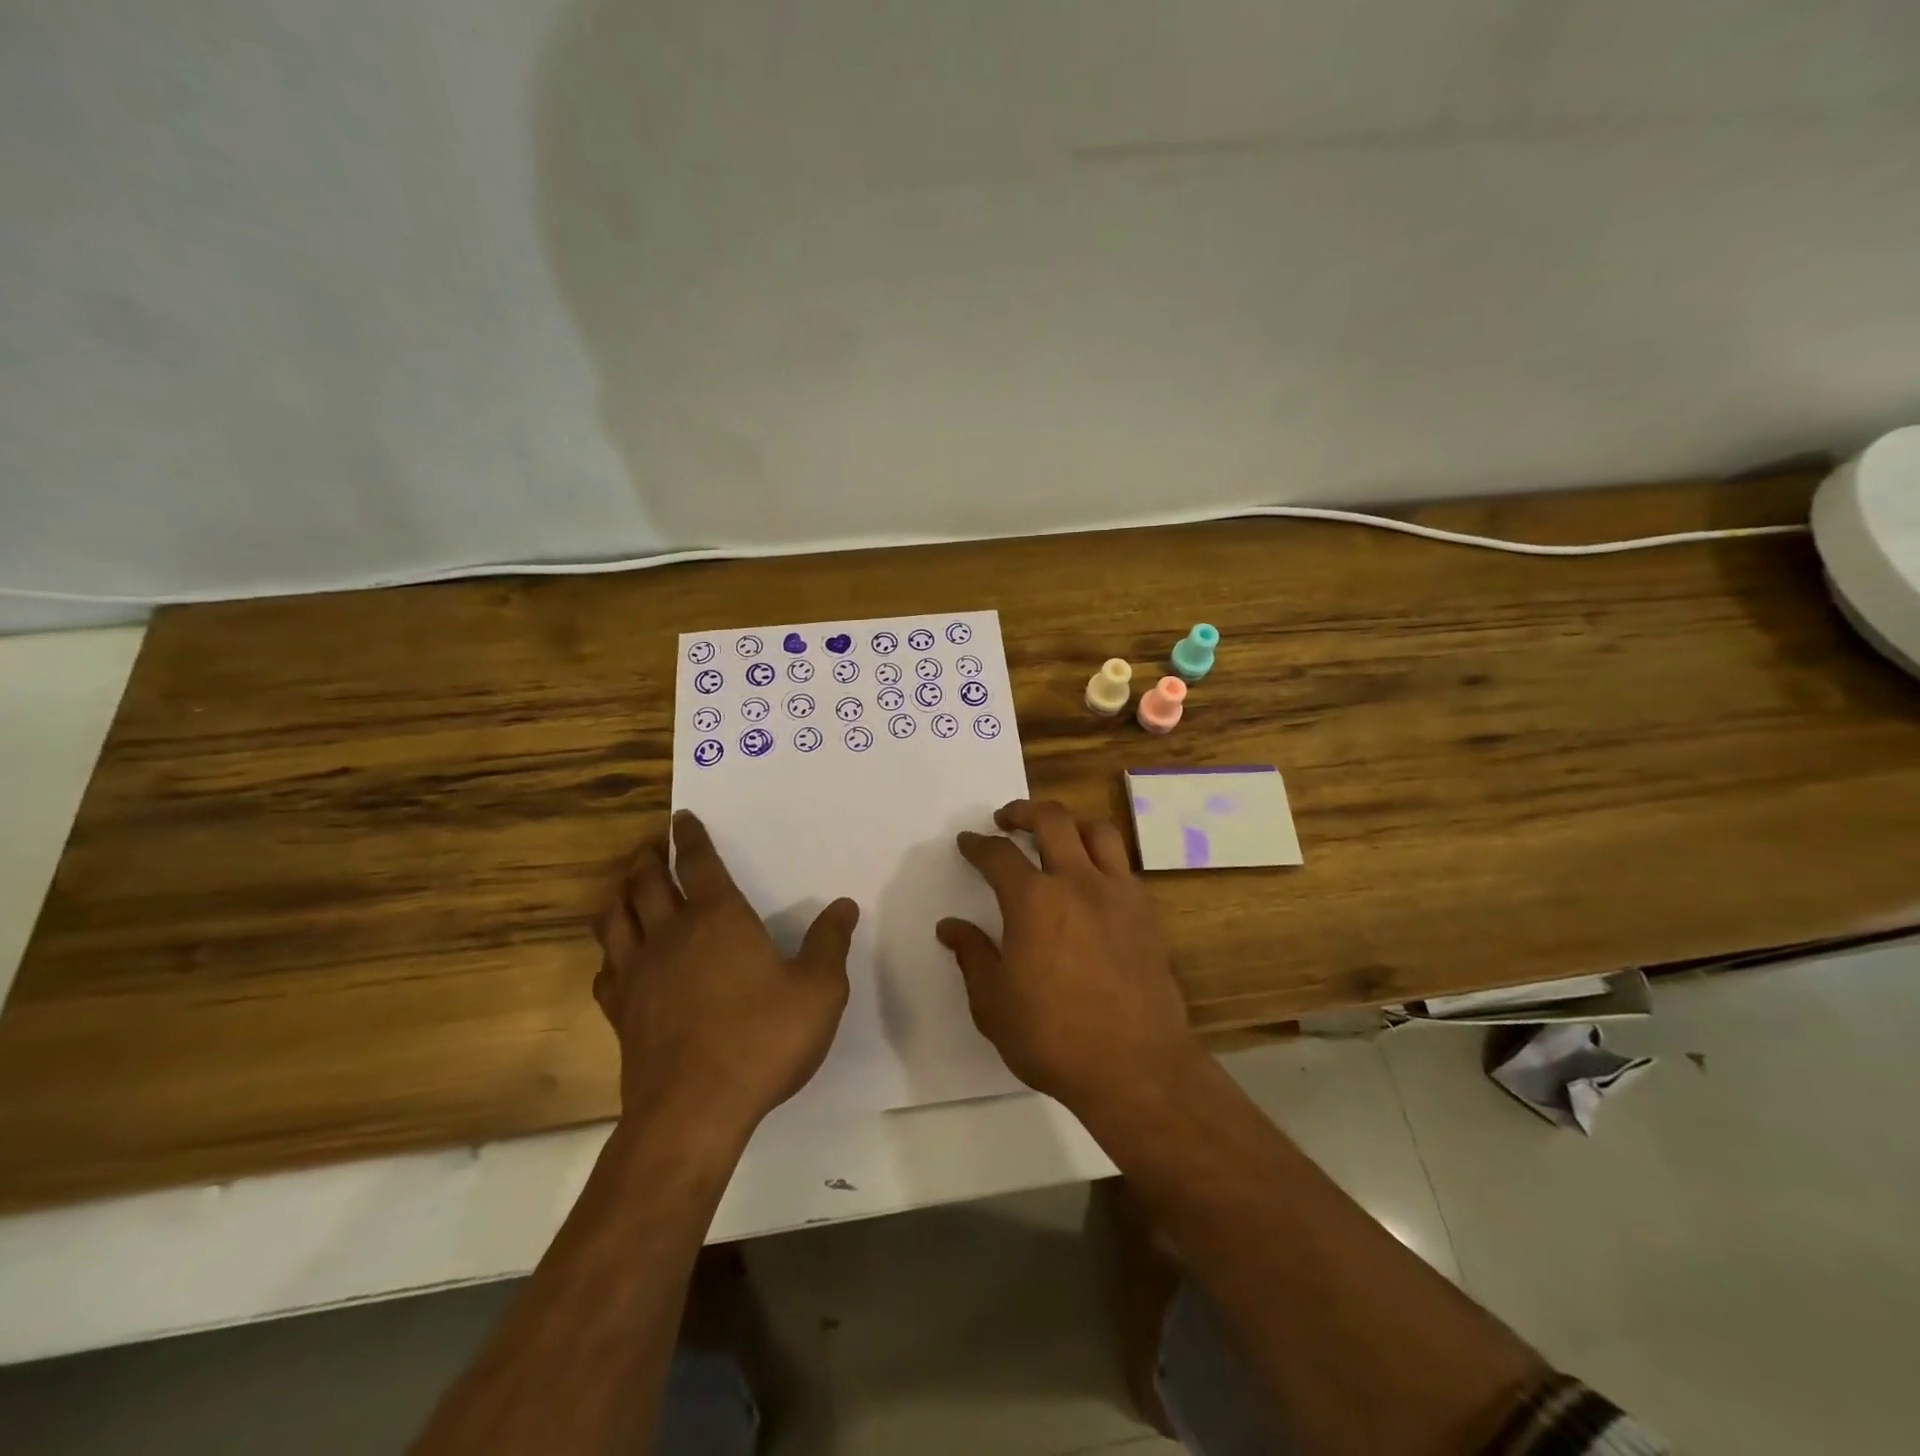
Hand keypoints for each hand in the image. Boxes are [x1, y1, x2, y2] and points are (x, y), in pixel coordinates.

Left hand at [593, 810, 857, 1133]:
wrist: (693, 1111)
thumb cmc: (762, 1040)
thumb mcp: (819, 990)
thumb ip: (830, 943)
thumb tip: (843, 906)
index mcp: (719, 919)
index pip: (699, 863)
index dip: (690, 837)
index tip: (682, 818)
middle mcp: (671, 934)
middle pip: (647, 882)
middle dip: (648, 859)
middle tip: (651, 848)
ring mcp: (638, 973)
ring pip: (616, 919)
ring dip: (621, 895)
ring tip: (627, 888)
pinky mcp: (621, 1012)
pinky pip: (607, 969)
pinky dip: (611, 953)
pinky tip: (618, 959)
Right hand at [937, 799, 1199, 1110]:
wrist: (1135, 1066)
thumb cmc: (1053, 1037)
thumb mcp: (993, 1003)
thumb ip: (971, 955)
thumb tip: (950, 926)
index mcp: (1033, 900)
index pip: (998, 854)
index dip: (977, 844)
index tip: (968, 842)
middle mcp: (1077, 882)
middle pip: (1052, 820)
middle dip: (1023, 811)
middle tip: (1006, 820)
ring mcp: (1118, 893)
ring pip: (1097, 832)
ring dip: (1070, 826)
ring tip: (1055, 838)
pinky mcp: (1147, 913)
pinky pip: (1123, 866)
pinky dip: (1101, 860)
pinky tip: (1091, 884)